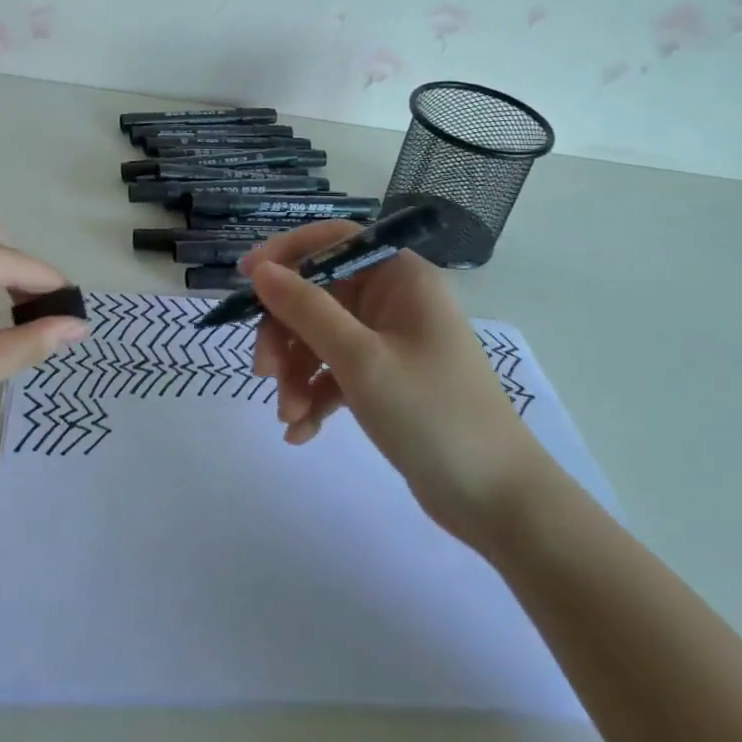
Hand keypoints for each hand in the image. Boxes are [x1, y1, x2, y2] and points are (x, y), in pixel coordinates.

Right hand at [243, 223, 547, 548]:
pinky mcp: (385, 380)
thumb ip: (306, 310)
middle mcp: (394, 300)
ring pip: (320, 337)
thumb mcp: (361, 359)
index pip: (334, 240)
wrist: (497, 500)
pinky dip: (314, 396)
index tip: (245, 279)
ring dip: (296, 373)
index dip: (286, 253)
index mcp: (400, 277)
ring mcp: (390, 341)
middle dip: (285, 334)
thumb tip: (260, 270)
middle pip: (318, 294)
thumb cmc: (432, 414)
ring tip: (289, 415)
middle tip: (263, 372)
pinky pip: (335, 372)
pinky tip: (301, 433)